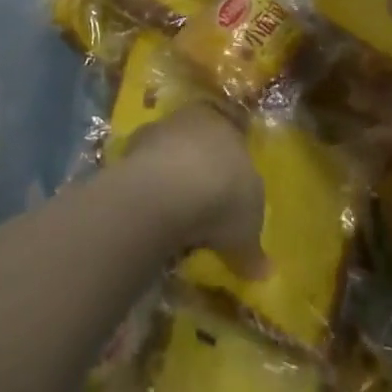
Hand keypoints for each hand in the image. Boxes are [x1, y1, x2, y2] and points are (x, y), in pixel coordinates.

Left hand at [120, 103, 267, 279]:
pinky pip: (144, 173)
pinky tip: (152, 218)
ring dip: (170, 182)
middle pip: (198, 145)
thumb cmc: (223, 197)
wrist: (168, 189)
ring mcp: (157, 130)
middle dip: (200, 173)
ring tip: (176, 220)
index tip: (230, 199)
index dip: (232, 170)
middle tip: (204, 211)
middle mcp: (192, 119)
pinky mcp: (128, 148)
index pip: (233, 140)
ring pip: (167, 155)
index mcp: (227, 125)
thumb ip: (253, 248)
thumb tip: (263, 271)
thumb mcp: (248, 231)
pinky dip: (148, 192)